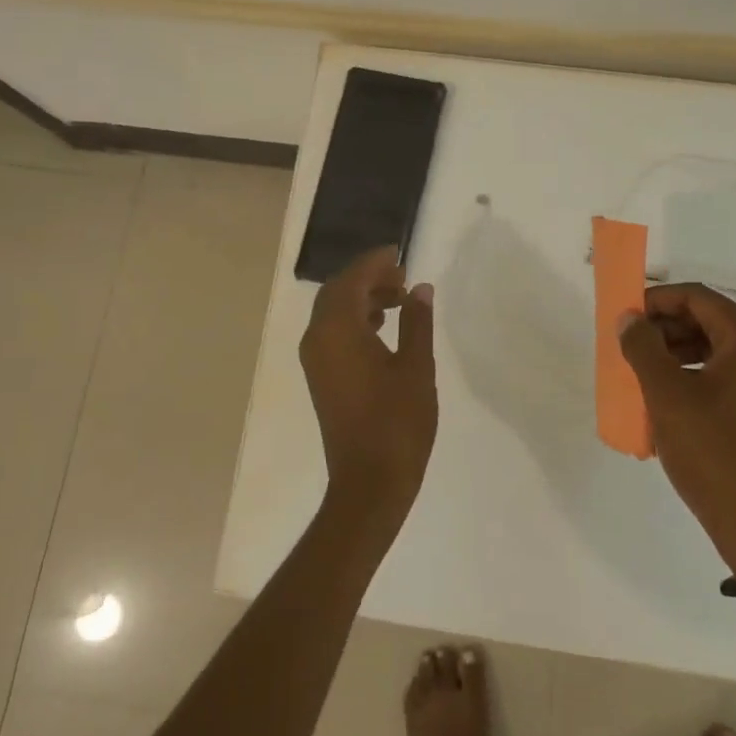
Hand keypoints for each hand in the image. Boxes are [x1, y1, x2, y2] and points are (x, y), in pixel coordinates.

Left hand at [299, 246, 437, 534]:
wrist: (370, 482)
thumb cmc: (398, 423)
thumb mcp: (416, 367)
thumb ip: (417, 322)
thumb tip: (420, 289)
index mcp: (338, 331)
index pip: (351, 280)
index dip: (374, 263)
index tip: (398, 253)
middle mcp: (318, 339)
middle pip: (337, 292)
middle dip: (367, 278)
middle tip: (402, 276)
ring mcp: (315, 360)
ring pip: (333, 312)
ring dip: (362, 298)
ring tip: (398, 299)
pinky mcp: (321, 377)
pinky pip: (332, 333)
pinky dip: (355, 320)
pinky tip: (382, 327)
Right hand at [617, 284, 735, 574]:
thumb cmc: (712, 452)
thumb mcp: (666, 395)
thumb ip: (642, 347)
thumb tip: (629, 318)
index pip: (698, 298)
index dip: (657, 300)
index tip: (624, 315)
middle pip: (710, 320)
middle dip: (665, 326)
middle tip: (629, 342)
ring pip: (718, 347)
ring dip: (677, 349)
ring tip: (642, 368)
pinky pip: (728, 373)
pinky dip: (695, 372)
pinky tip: (667, 394)